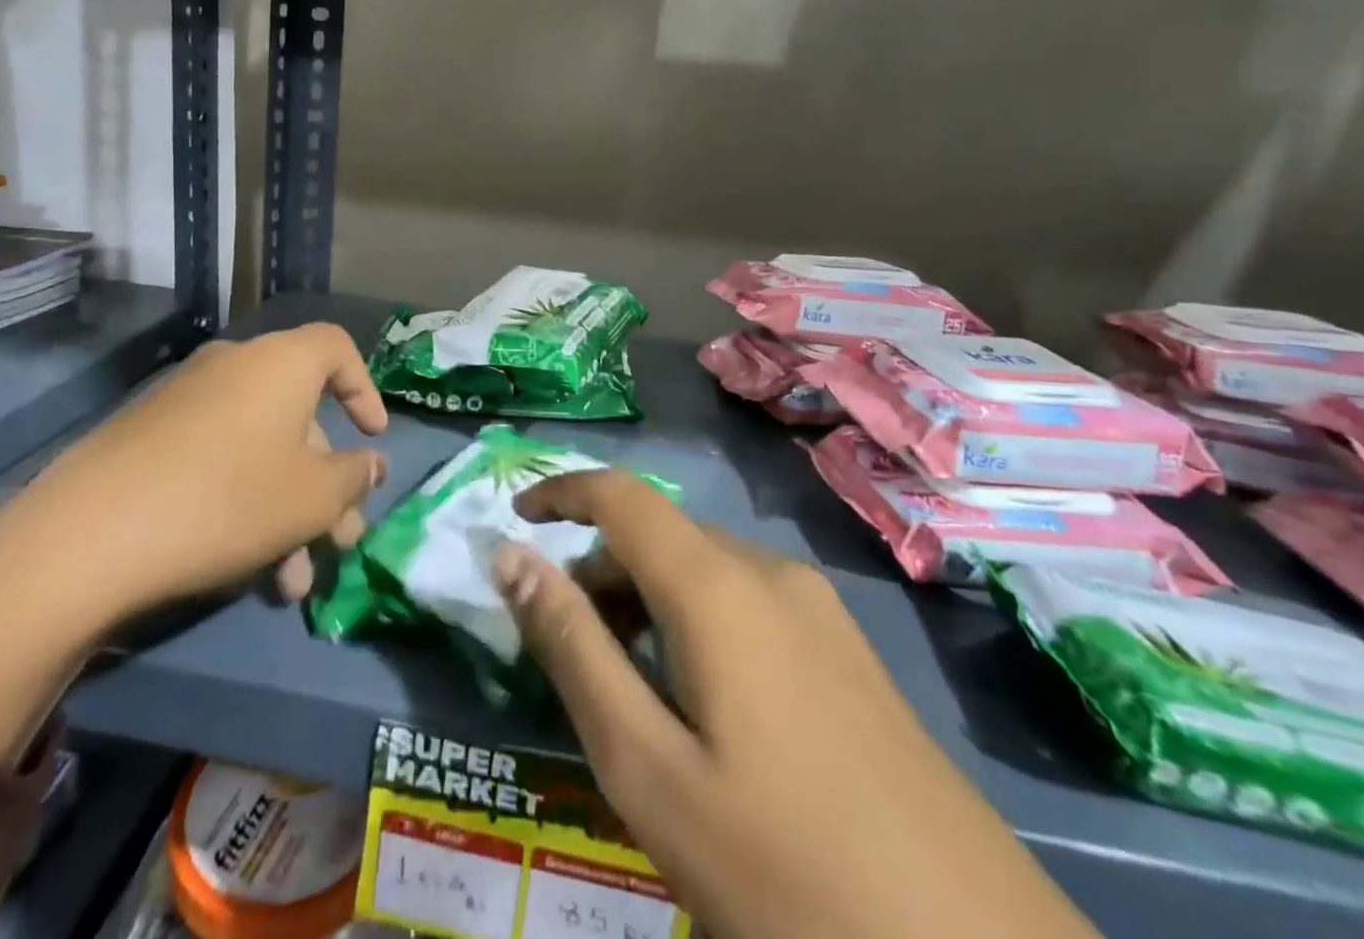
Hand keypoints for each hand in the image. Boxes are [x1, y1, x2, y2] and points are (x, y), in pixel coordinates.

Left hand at [22, 324, 387, 614]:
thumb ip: (353, 477)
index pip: (337, 348)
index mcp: (280, 363)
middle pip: (299, 415)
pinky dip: (244, 502)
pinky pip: (218, 459)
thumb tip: (370, 464)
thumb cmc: (228, 500)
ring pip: (260, 448)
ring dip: (287, 509)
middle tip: (340, 538)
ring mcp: (186, 400)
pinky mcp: (148, 436)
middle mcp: (234, 366)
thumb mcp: (312, 497)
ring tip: (293, 581)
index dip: (365, 390)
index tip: (374, 438)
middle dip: (326, 482)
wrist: (90, 535)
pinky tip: (246, 569)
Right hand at [494, 474, 1099, 938]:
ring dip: (648, 604)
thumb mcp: (646, 767)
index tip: (517, 519)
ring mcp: (822, 612)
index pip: (621, 495)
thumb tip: (512, 557)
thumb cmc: (785, 872)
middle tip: (570, 653)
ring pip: (704, 572)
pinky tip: (706, 714)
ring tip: (632, 695)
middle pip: (660, 536)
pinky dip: (697, 626)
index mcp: (718, 585)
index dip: (562, 492)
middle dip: (600, 572)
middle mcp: (771, 573)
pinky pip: (748, 605)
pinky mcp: (851, 655)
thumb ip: (572, 647)